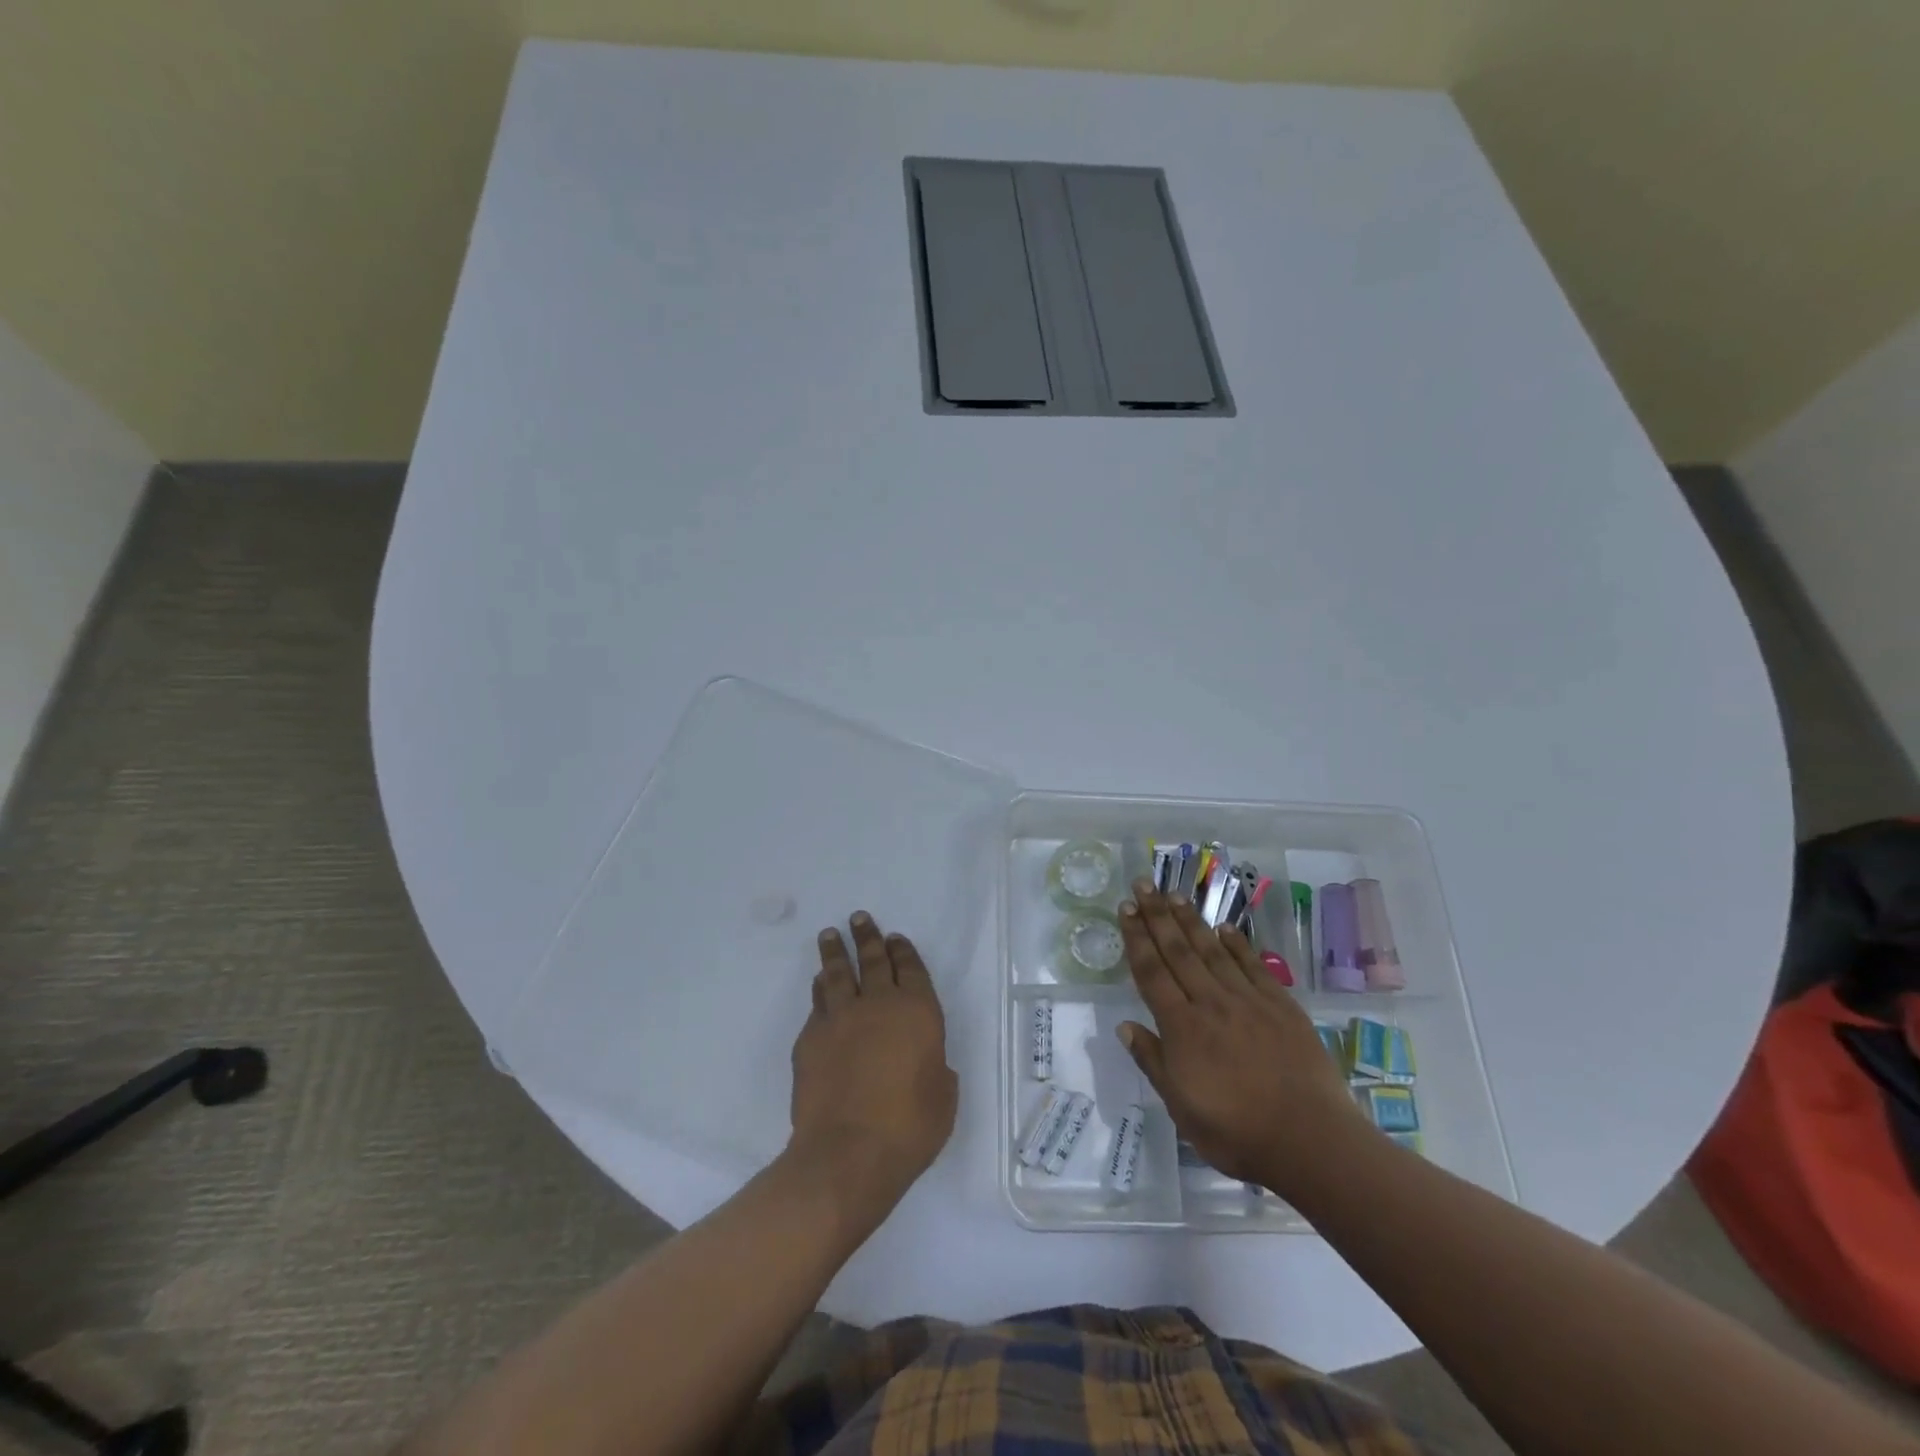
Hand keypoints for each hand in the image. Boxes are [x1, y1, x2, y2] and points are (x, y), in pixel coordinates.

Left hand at [787, 912, 957, 1221]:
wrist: (848, 1153)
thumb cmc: (909, 1128)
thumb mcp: (942, 1097)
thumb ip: (934, 1068)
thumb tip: (924, 1061)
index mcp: (917, 1012)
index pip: (910, 968)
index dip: (902, 951)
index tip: (894, 937)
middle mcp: (878, 1005)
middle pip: (872, 960)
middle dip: (867, 937)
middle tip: (858, 918)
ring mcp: (840, 1018)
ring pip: (837, 974)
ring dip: (835, 952)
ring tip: (830, 935)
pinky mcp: (810, 1039)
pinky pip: (817, 1004)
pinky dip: (820, 990)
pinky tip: (819, 986)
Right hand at [1116, 880, 1367, 1196]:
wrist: (1311, 1141)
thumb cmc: (1237, 1132)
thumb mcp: (1181, 1107)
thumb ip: (1153, 1062)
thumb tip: (1124, 1026)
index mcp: (1182, 1027)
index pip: (1151, 972)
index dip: (1136, 938)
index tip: (1125, 909)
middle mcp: (1211, 1003)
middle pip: (1178, 951)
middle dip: (1157, 915)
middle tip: (1143, 884)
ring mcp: (1248, 1001)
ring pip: (1212, 950)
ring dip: (1190, 920)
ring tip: (1174, 894)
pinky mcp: (1281, 1006)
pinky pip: (1253, 966)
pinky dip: (1236, 944)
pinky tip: (1224, 928)